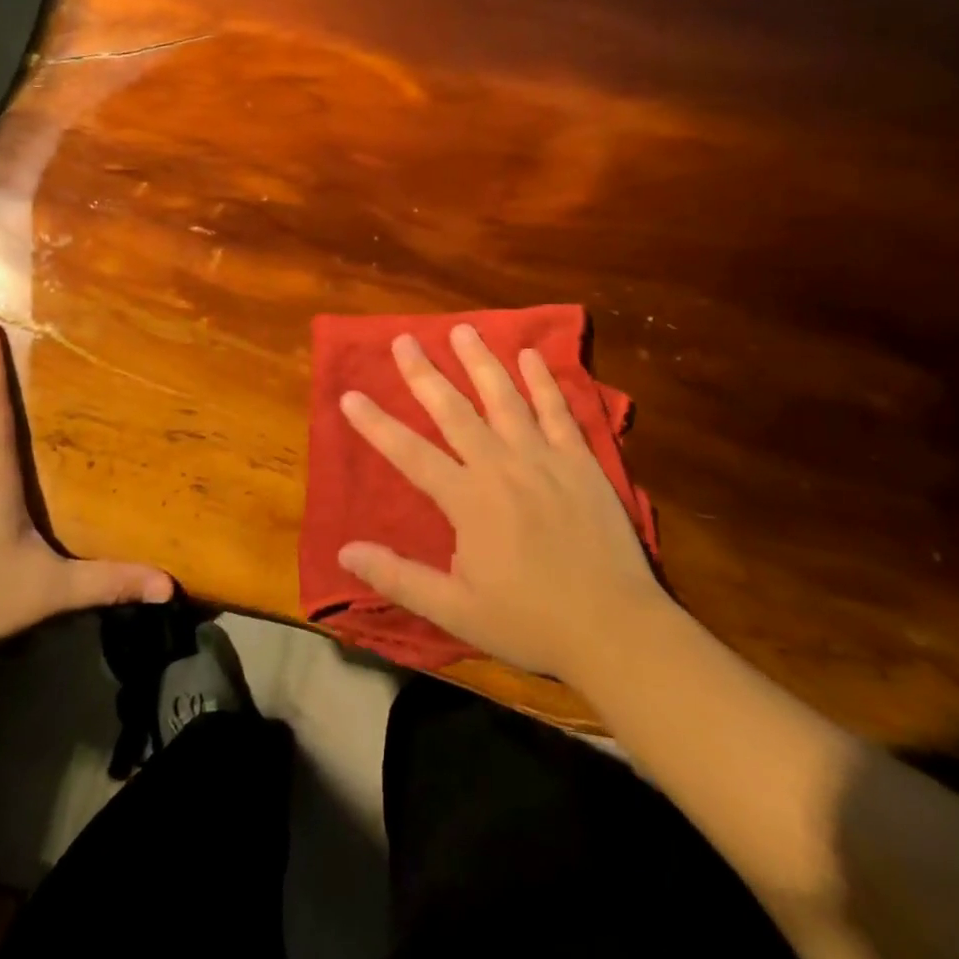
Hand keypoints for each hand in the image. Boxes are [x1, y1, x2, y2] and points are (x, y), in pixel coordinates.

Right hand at [337, 324, 671, 681]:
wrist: (614, 628)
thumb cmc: (530, 622)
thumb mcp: (455, 611)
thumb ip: (399, 577)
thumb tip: (344, 552)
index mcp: (467, 500)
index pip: (410, 454)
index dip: (376, 425)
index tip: (349, 395)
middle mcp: (500, 466)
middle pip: (454, 410)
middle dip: (424, 373)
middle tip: (404, 340)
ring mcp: (543, 457)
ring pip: (504, 397)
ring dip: (480, 361)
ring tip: (462, 330)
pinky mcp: (579, 460)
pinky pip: (557, 410)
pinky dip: (543, 381)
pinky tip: (531, 355)